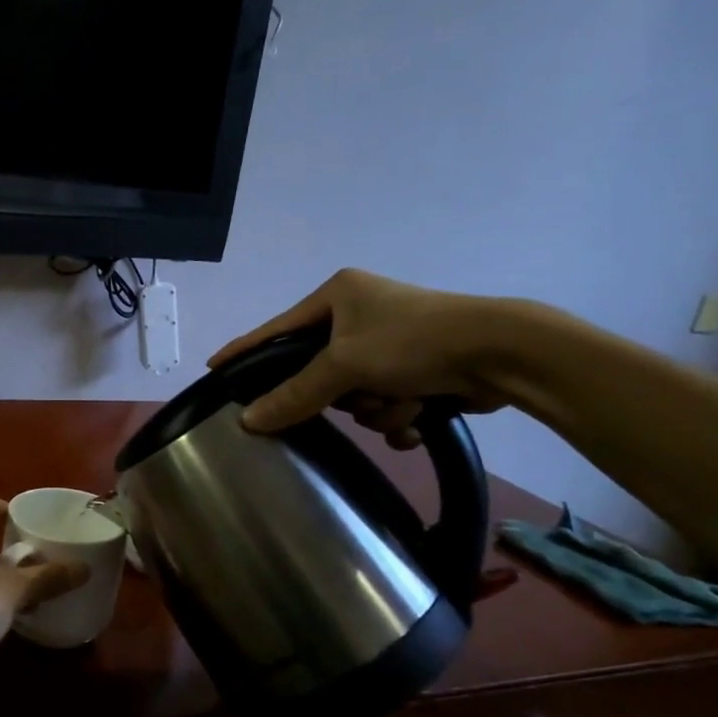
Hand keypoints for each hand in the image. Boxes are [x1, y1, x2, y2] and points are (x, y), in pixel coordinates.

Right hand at [207, 269, 510, 444]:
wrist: (503, 353)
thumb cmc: (413, 342)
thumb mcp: (345, 365)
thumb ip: (294, 394)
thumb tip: (247, 421)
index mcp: (338, 295)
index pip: (276, 329)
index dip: (245, 350)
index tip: (214, 367)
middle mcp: (361, 314)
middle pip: (320, 372)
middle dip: (344, 395)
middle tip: (357, 395)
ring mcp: (391, 342)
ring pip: (356, 395)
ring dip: (378, 409)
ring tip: (405, 402)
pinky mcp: (419, 368)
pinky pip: (386, 403)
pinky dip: (401, 415)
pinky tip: (420, 415)